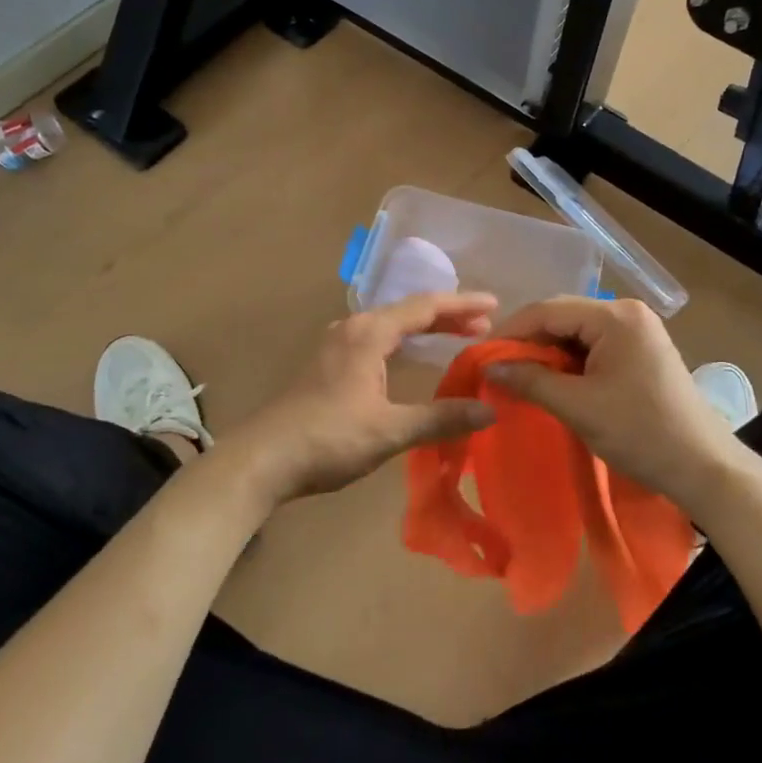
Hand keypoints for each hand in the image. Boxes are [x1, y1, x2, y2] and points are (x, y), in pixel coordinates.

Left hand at [238, 292, 499, 504]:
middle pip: (409, 311)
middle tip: (485, 326)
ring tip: (459, 336)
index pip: (426, 307)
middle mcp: (353, 328)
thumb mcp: (390, 430)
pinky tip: (412, 358)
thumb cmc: (329, 438)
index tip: (496, 305)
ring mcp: (337, 345)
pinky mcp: (328, 364)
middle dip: (448, 316)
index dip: (463, 304)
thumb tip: (490, 411)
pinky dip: (404, 343)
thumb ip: (441, 418)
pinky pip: (377, 340)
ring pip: (391, 325)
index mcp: (370, 333)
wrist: (265, 458)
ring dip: (425, 329)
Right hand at [487, 297, 747, 513]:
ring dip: (546, 355)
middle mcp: (626, 312)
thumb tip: (490, 367)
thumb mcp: (578, 407)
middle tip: (497, 369)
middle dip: (528, 343)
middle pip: (562, 317)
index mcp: (615, 316)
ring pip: (575, 334)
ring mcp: (637, 331)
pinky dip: (568, 364)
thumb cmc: (640, 432)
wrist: (703, 467)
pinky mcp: (640, 352)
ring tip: (518, 379)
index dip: (510, 332)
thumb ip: (530, 381)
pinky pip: (593, 348)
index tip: (481, 357)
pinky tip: (551, 383)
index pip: (548, 310)